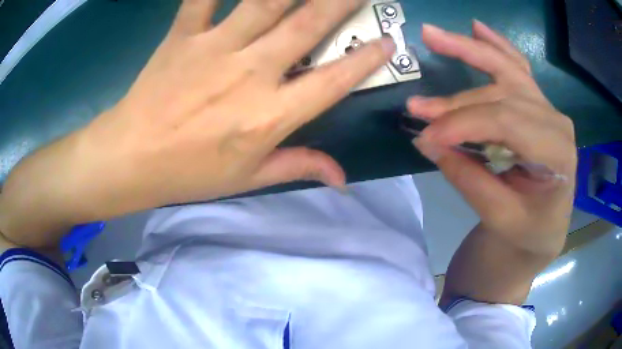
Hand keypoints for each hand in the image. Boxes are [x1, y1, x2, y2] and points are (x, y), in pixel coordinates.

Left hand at [0, 0, 395, 245]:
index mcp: (268, 117)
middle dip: (341, 2)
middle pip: (306, 26)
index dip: (365, 60)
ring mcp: (214, 48)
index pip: (332, 81)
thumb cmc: (188, 174)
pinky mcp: (182, 36)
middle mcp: (249, 74)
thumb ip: (298, 167)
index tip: (387, 41)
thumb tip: (342, 178)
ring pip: (265, 3)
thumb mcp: (247, 178)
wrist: (131, 158)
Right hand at [408, 21, 576, 256]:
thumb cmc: (529, 230)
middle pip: (501, 96)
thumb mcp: (500, 217)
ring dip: (468, 50)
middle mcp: (555, 121)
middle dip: (456, 102)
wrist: (546, 228)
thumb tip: (428, 143)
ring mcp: (548, 108)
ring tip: (432, 35)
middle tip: (417, 107)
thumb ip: (469, 179)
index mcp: (557, 153)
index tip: (425, 136)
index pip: (506, 123)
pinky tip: (477, 28)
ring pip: (507, 70)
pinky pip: (518, 67)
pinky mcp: (538, 104)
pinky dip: (497, 45)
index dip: (463, 124)